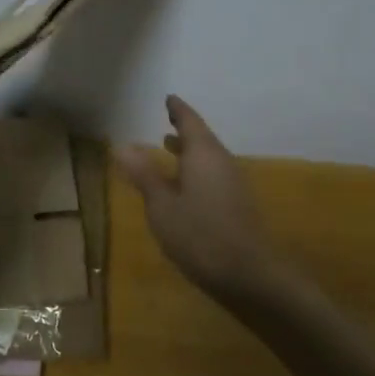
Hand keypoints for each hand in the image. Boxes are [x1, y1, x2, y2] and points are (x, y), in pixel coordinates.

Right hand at [115, 95, 284, 302]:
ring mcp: (233, 184)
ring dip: (189, 152)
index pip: (190, 121)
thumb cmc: (201, 236)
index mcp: (204, 154)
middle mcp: (222, 162)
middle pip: (202, 138)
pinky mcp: (237, 206)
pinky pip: (213, 176)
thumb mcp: (162, 206)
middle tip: (167, 121)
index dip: (178, 109)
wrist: (252, 277)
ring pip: (208, 158)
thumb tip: (122, 145)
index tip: (169, 98)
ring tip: (169, 148)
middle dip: (184, 130)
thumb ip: (144, 175)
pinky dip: (196, 171)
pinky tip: (184, 187)